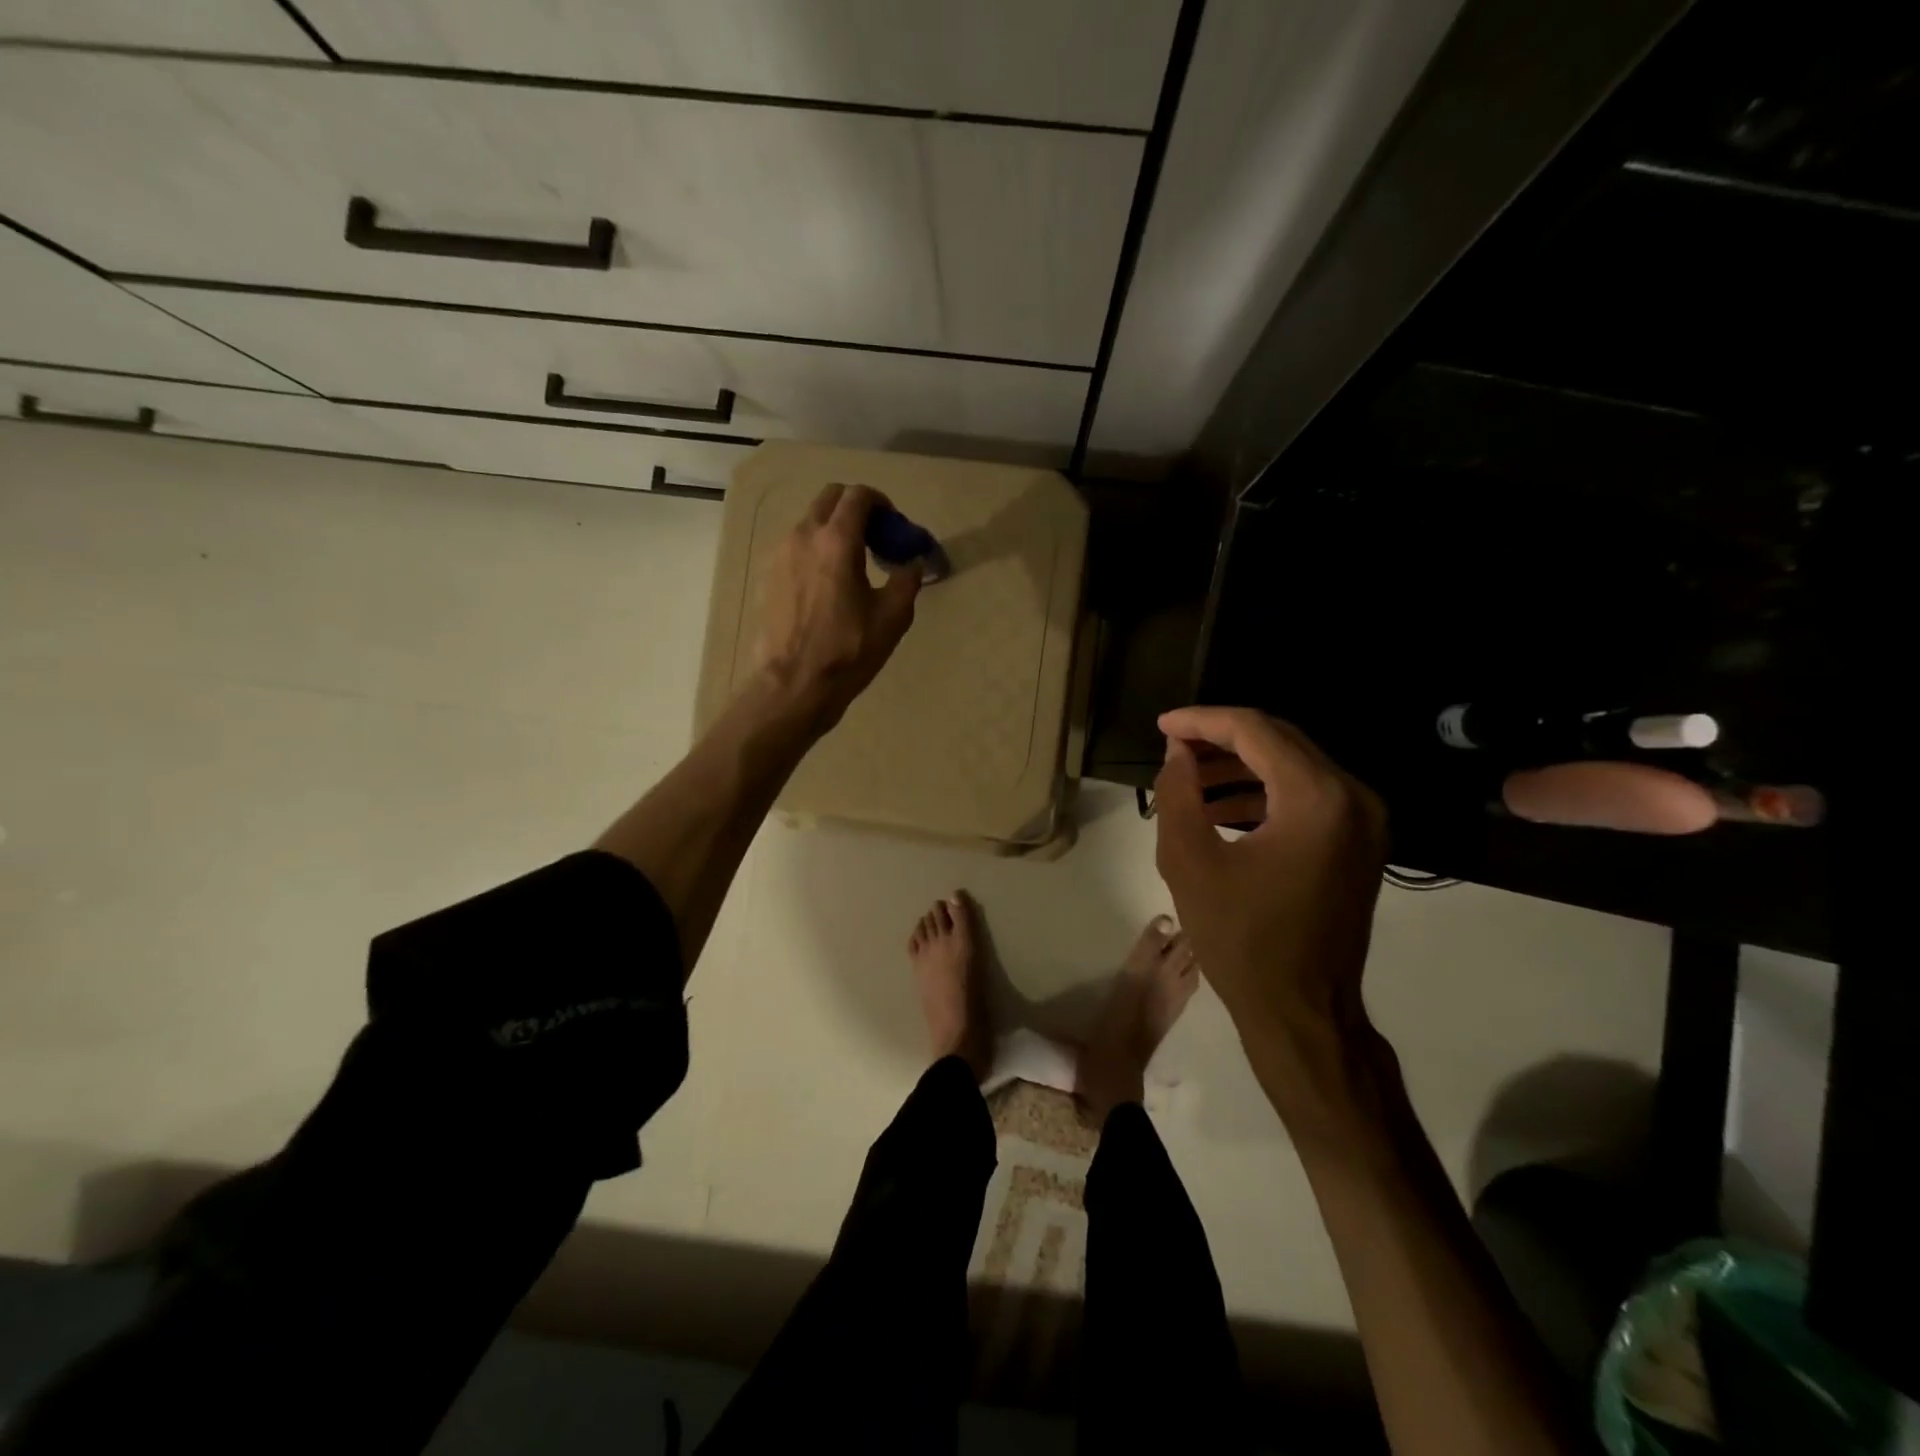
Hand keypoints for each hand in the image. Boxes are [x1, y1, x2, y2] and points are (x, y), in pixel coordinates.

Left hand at [755, 482, 922, 728]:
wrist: (792, 686)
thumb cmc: (848, 651)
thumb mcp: (892, 617)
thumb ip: (906, 580)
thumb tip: (911, 564)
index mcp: (836, 540)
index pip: (858, 496)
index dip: (881, 503)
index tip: (893, 527)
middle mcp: (803, 536)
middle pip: (830, 499)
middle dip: (856, 509)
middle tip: (875, 540)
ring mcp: (780, 555)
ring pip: (810, 523)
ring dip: (834, 531)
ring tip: (852, 566)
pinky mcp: (768, 576)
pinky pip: (795, 548)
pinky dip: (815, 551)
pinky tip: (827, 586)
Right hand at [1152, 707, 1386, 1040]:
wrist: (1302, 1012)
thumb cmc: (1241, 939)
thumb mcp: (1189, 861)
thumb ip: (1178, 793)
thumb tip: (1177, 753)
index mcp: (1317, 799)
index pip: (1255, 731)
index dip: (1202, 721)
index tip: (1161, 725)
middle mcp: (1353, 798)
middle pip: (1280, 741)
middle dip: (1221, 738)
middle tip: (1173, 746)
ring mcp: (1364, 822)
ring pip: (1293, 767)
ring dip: (1240, 766)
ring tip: (1189, 778)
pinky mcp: (1360, 844)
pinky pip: (1307, 797)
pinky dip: (1264, 792)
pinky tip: (1221, 808)